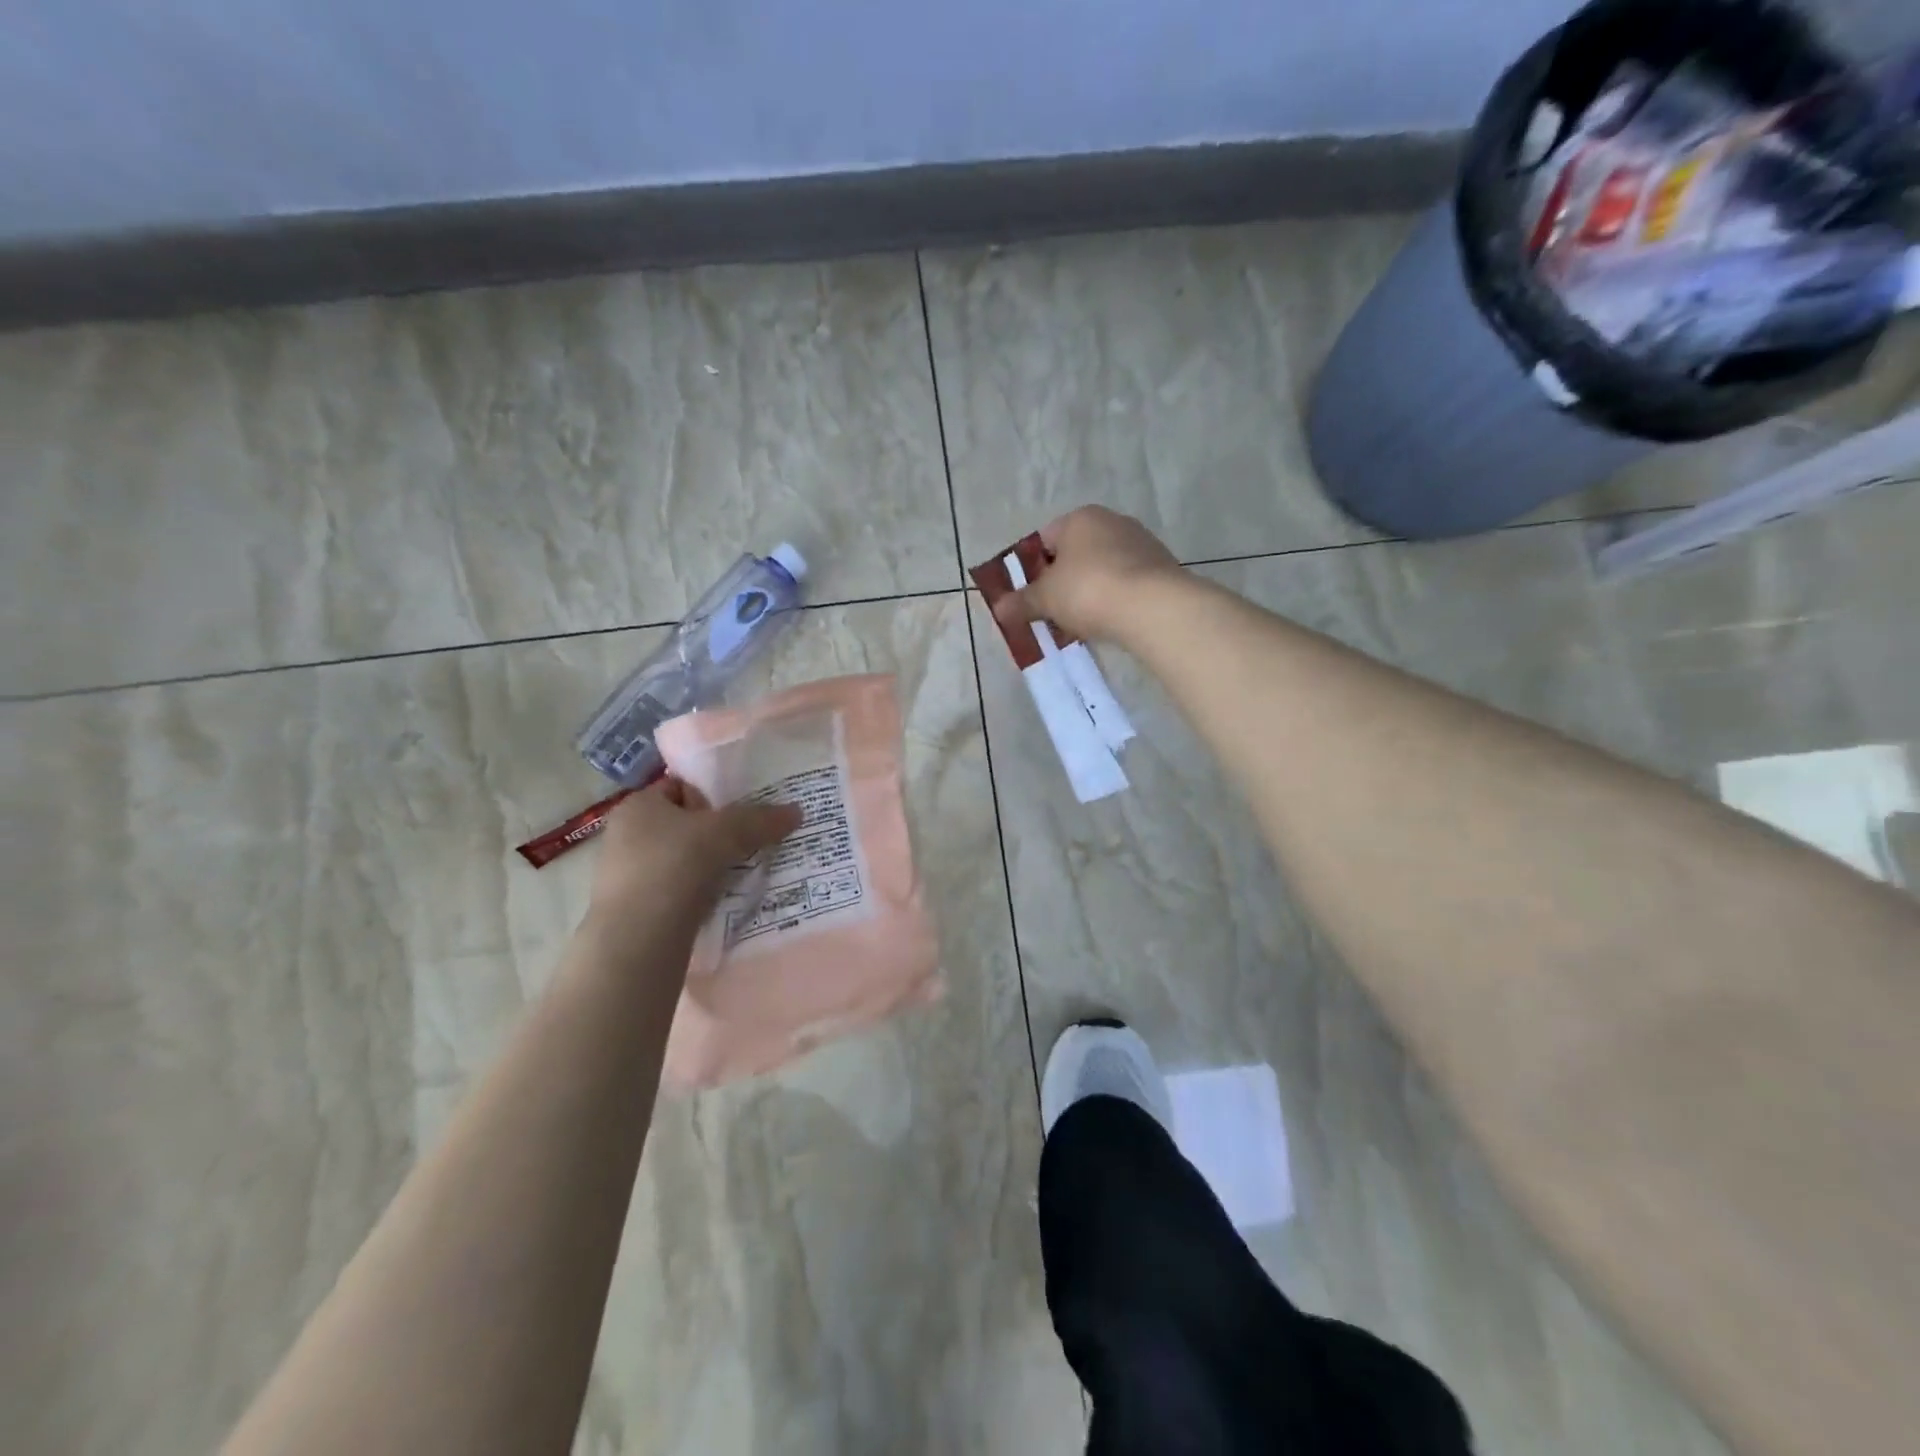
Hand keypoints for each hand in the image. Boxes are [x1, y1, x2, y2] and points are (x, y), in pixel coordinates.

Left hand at [584, 778, 801, 944]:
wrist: (639, 938)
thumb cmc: (676, 865)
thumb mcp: (727, 832)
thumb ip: (761, 820)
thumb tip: (797, 811)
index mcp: (638, 804)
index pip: (679, 786)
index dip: (712, 794)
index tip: (742, 810)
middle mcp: (625, 835)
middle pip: (682, 824)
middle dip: (714, 833)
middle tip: (749, 841)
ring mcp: (626, 875)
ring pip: (680, 860)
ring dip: (708, 865)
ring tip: (741, 872)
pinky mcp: (634, 910)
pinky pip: (676, 890)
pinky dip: (698, 893)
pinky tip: (720, 900)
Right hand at [991, 506, 1183, 644]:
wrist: (1153, 607)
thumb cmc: (1088, 590)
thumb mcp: (1045, 599)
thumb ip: (1021, 602)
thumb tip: (999, 608)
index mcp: (1080, 518)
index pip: (1045, 539)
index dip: (1033, 568)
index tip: (1030, 596)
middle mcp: (1112, 522)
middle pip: (1076, 554)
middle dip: (1062, 582)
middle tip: (1052, 612)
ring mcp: (1142, 543)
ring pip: (1103, 569)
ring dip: (1090, 592)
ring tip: (1081, 622)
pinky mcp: (1162, 568)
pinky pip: (1126, 583)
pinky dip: (1115, 599)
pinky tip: (1110, 621)